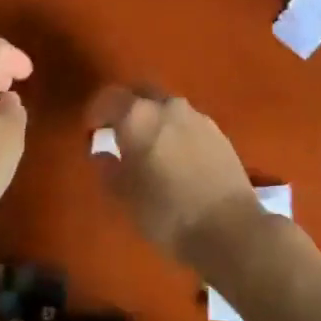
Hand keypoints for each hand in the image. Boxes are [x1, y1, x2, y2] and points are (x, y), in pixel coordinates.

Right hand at [87, 87, 267, 266]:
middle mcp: (168, 106)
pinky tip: (176, 158)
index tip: (91, 130)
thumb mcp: (124, 196)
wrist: (228, 228)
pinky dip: (176, 132)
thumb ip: (108, 169)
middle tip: (119, 132)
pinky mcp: (219, 133)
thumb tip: (102, 153)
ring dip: (154, 119)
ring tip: (149, 148)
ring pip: (167, 107)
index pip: (109, 98)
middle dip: (127, 107)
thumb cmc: (165, 213)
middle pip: (141, 93)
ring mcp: (198, 117)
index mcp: (138, 116)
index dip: (96, 112)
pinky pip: (188, 123)